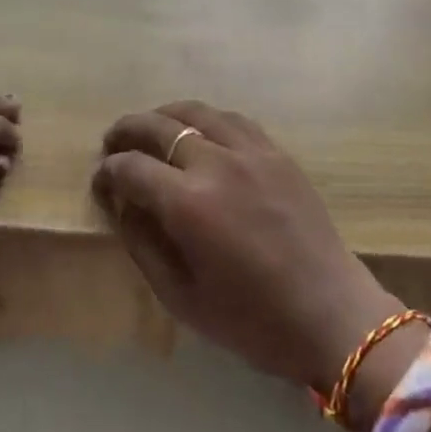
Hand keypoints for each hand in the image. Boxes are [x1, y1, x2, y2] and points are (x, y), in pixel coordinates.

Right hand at [93, 101, 399, 393]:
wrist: (330, 313)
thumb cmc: (251, 319)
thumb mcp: (181, 297)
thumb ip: (143, 244)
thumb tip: (122, 205)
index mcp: (188, 203)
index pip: (132, 168)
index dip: (108, 171)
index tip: (100, 181)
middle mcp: (216, 163)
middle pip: (159, 126)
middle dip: (127, 130)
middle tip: (112, 142)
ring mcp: (251, 151)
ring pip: (196, 112)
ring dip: (165, 116)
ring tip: (150, 129)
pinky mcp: (276, 152)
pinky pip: (232, 119)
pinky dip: (205, 118)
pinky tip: (199, 132)